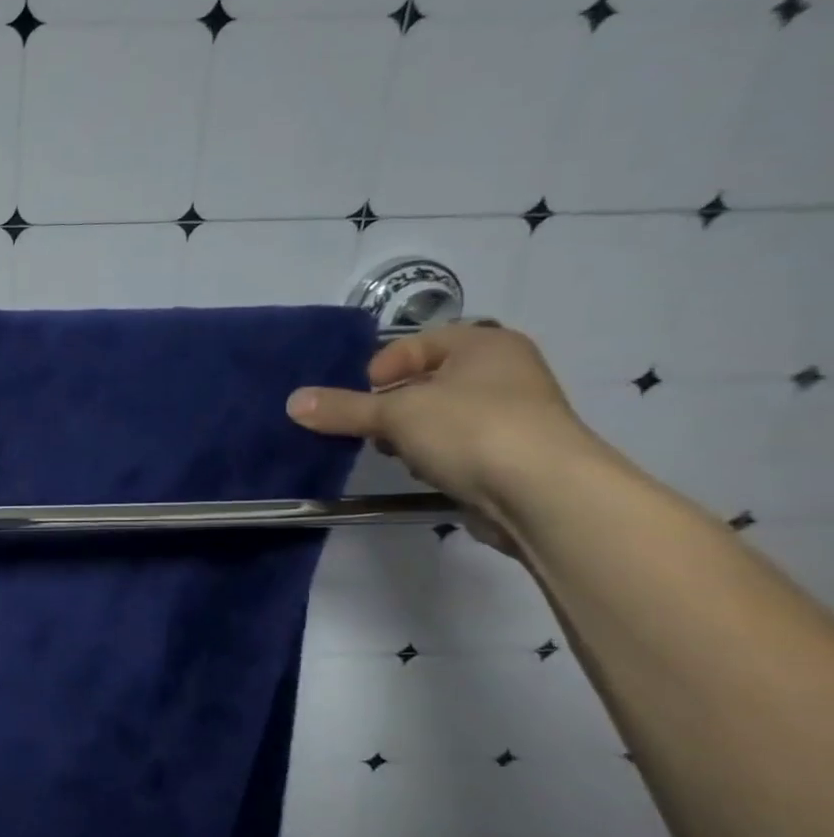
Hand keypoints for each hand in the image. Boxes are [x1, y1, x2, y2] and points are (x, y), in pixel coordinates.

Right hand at [285, 323, 596, 530]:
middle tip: (370, 426)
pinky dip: (435, 456)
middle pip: (426, 381)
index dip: (383, 366)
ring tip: (396, 453)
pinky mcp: (510, 456)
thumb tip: (293, 402)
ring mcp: (512, 415)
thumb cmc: (471, 430)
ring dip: (410, 434)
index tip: (364, 394)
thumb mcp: (395, 414)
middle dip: (392, 405)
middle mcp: (504, 372)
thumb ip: (343, 408)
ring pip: (439, 417)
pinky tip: (425, 472)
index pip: (419, 343)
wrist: (543, 494)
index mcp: (486, 345)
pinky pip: (457, 447)